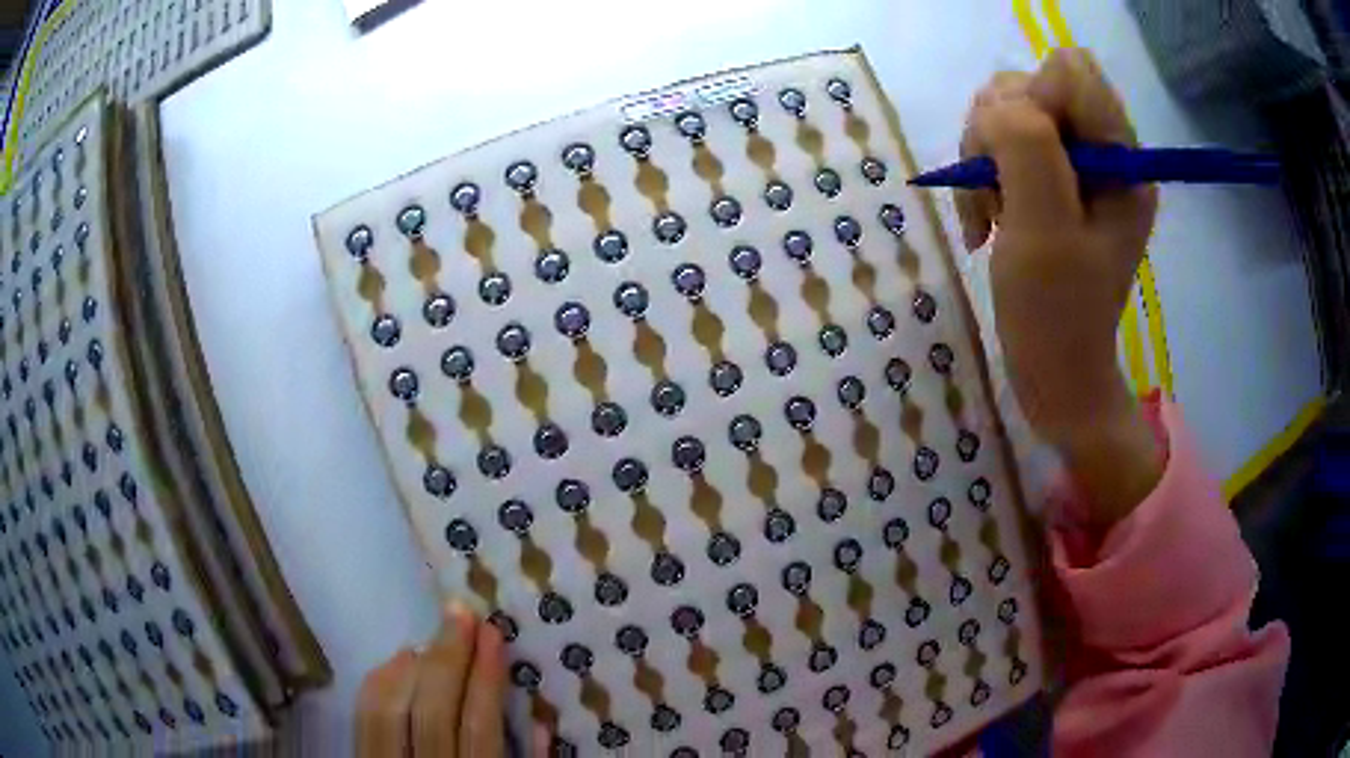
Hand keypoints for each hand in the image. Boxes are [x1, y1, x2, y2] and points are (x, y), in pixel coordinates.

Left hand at [356, 603, 543, 756]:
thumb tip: (540, 723)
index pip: (477, 730)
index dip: (485, 680)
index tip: (492, 635)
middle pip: (430, 713)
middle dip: (447, 658)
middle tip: (460, 615)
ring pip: (388, 710)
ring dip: (411, 666)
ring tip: (433, 638)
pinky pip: (362, 718)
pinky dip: (378, 682)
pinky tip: (398, 661)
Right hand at [957, 49, 1162, 527]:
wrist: (1055, 373)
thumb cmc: (1055, 314)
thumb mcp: (1043, 228)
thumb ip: (1028, 145)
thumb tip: (1002, 105)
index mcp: (1121, 158)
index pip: (1071, 70)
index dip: (1033, 100)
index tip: (1020, 160)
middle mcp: (1102, 150)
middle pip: (1033, 83)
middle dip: (998, 129)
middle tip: (997, 191)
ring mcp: (1075, 165)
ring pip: (1008, 109)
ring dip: (983, 154)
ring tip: (991, 211)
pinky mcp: (1052, 180)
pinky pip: (1001, 142)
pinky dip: (981, 173)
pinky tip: (987, 216)